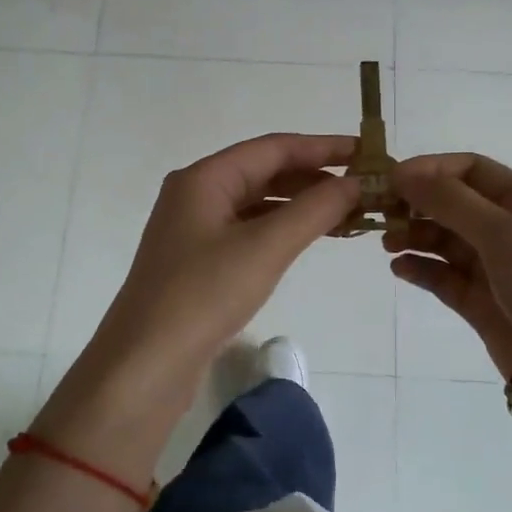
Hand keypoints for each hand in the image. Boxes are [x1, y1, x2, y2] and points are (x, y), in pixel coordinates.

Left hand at [80, 133, 360, 392]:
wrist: (146, 363)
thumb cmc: (204, 295)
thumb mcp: (265, 247)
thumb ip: (314, 210)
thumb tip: (356, 183)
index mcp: (204, 178)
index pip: (273, 148)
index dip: (322, 147)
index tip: (366, 152)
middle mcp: (196, 195)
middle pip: (264, 172)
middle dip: (314, 177)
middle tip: (363, 188)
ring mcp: (194, 230)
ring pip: (257, 204)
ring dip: (301, 205)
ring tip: (347, 214)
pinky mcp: (198, 262)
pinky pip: (249, 231)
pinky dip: (281, 231)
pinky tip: (309, 240)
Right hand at [385, 152, 511, 379]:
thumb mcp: (505, 234)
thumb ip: (452, 202)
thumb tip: (403, 174)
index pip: (473, 170)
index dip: (432, 169)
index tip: (392, 179)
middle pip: (455, 204)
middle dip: (418, 204)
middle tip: (380, 212)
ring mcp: (496, 268)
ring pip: (445, 240)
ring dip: (415, 236)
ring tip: (388, 245)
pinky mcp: (480, 302)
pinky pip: (443, 276)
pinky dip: (421, 269)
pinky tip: (400, 268)